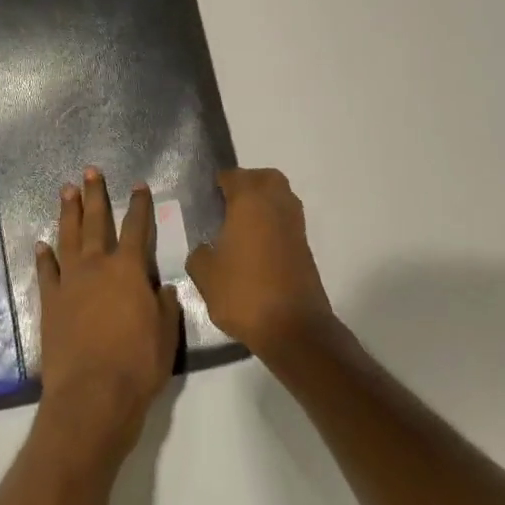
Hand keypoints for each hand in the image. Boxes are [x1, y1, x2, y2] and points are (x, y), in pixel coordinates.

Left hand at [33, 168, 180, 467]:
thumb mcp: (166, 336)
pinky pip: (46, 272)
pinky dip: (44, 257)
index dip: (140, 206)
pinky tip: (42, 244)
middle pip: (96, 222)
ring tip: (66, 191)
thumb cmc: (137, 366)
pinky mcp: (50, 302)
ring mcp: (70, 282)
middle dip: (95, 195)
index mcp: (129, 270)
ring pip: (68, 237)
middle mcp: (97, 266)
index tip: (139, 186)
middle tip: (90, 171)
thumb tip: (164, 288)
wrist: (92, 396)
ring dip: (68, 213)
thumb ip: (166, 307)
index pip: (137, 228)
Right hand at [186, 168, 334, 360]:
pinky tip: (255, 248)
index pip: (232, 176)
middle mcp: (276, 203)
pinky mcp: (305, 247)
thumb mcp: (205, 274)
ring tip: (240, 227)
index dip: (217, 185)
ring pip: (280, 198)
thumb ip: (199, 253)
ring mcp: (295, 225)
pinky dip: (272, 225)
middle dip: (247, 185)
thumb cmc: (244, 292)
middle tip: (227, 205)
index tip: (205, 201)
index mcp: (249, 200)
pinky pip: (286, 221)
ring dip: (263, 204)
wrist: (293, 328)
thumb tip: (207, 248)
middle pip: (264, 178)